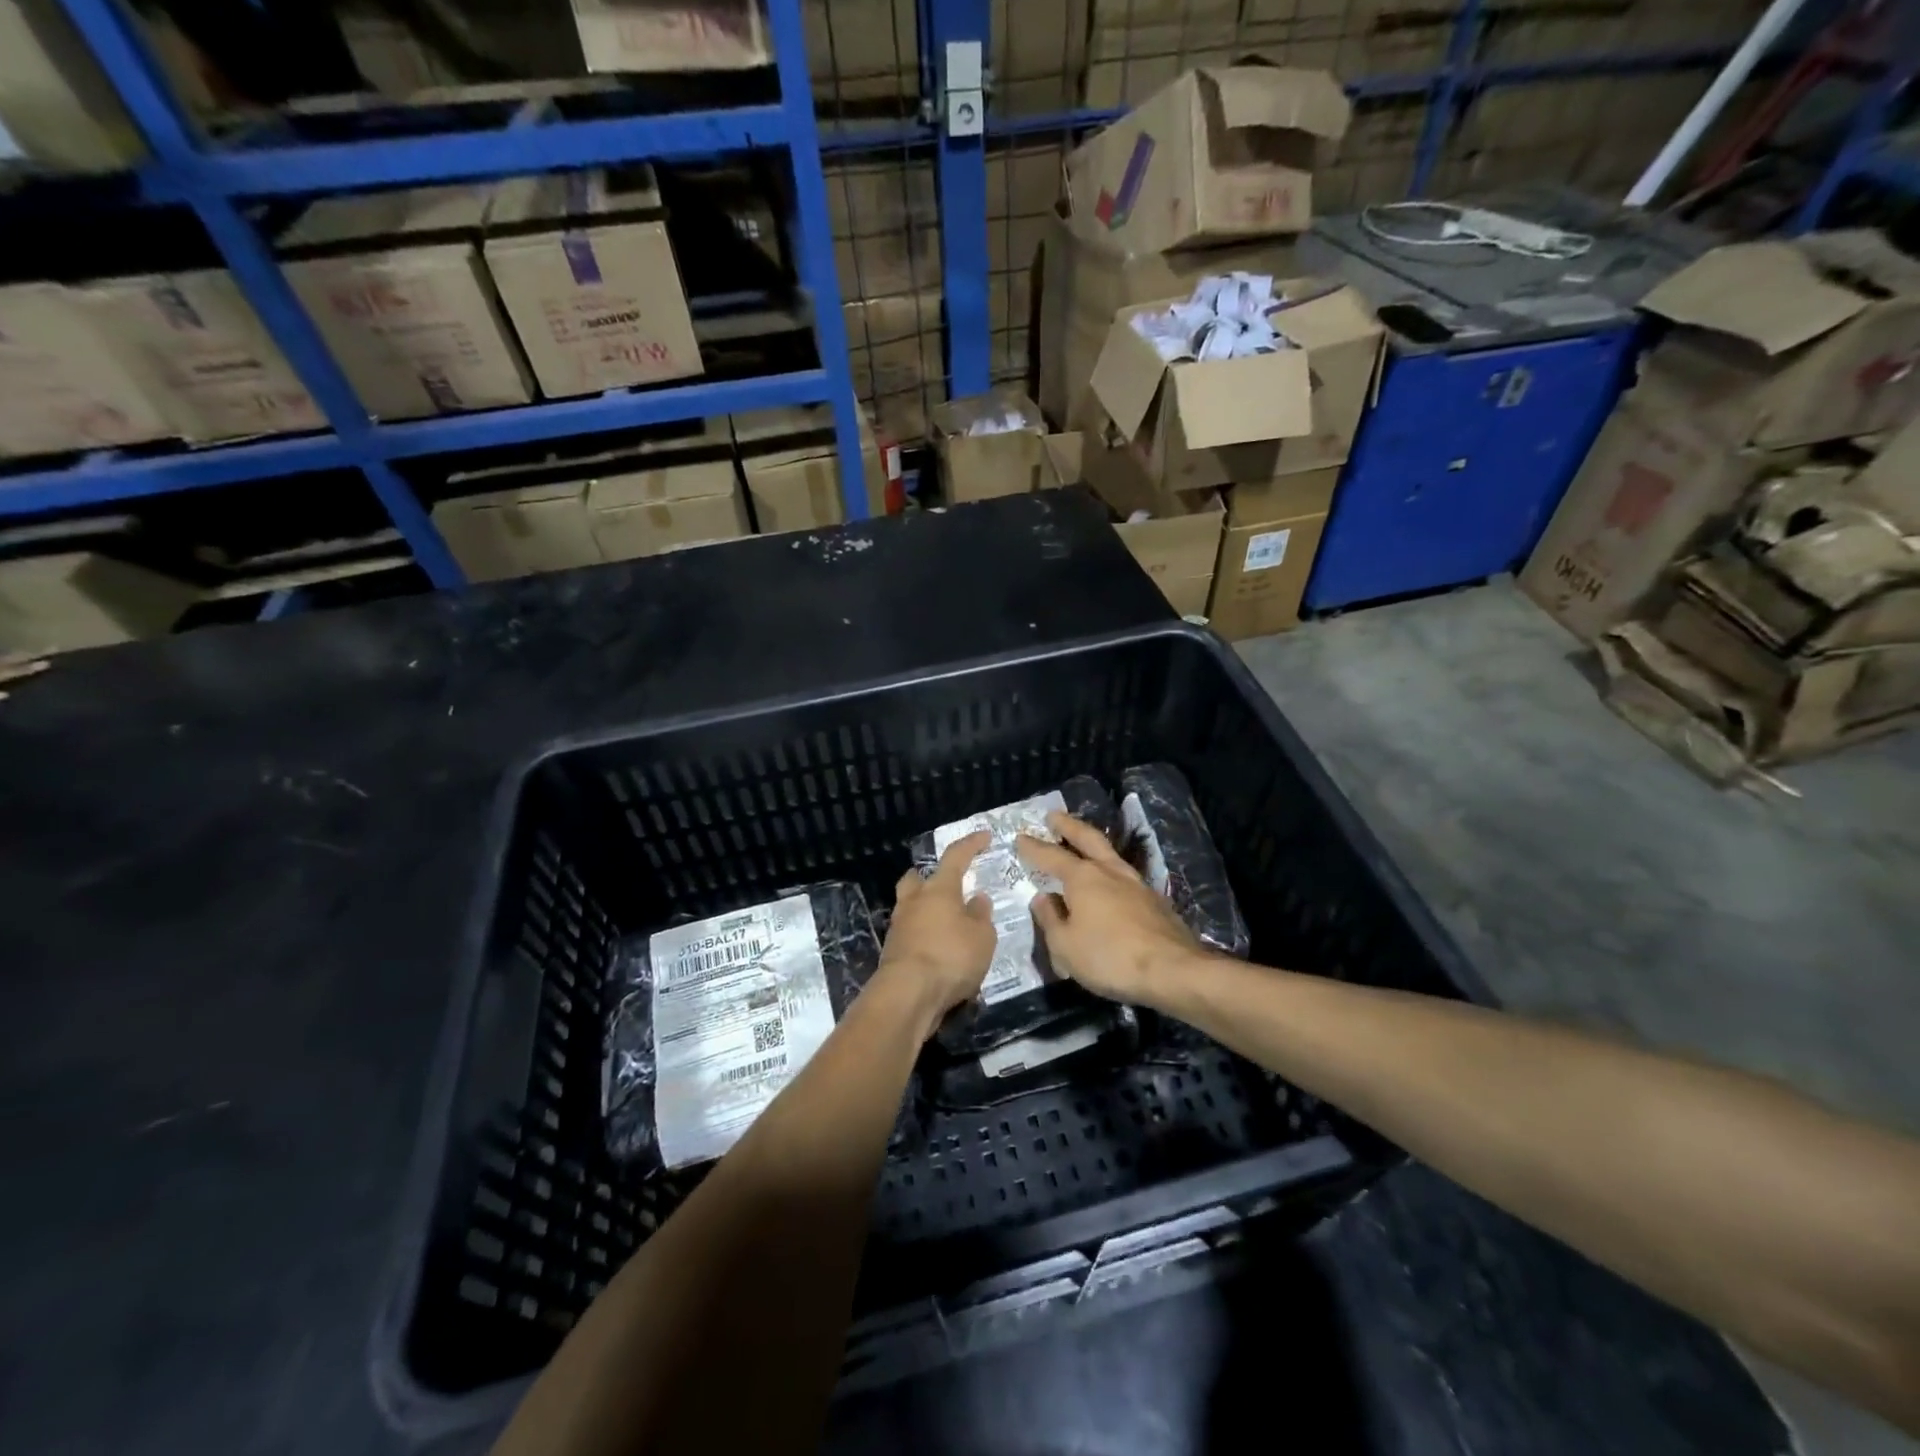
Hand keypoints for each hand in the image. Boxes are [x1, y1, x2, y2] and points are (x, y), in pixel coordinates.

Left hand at [878, 830, 995, 1036]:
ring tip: (948, 925)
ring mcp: (899, 927)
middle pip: (916, 879)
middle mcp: (914, 902)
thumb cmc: (950, 957)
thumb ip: (981, 916)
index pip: (955, 856)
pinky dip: (924, 937)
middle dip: (929, 878)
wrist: (907, 994)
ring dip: (926, 911)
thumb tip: (976, 899)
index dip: (971, 844)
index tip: (984, 836)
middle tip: (947, 886)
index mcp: (939, 889)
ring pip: (910, 907)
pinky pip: (910, 934)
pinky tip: (939, 951)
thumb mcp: (982, 937)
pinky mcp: (892, 953)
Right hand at [1017, 811, 1205, 1005]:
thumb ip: (1050, 919)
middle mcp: (1109, 871)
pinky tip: (1109, 881)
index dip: (1033, 847)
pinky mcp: (1154, 900)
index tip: (1020, 837)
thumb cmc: (1109, 957)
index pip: (1051, 856)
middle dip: (1068, 825)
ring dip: (1092, 843)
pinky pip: (1123, 875)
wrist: (1172, 970)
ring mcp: (1135, 883)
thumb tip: (1043, 898)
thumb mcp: (1065, 945)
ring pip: (1109, 853)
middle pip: (1087, 838)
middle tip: (1054, 816)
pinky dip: (1109, 869)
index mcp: (1082, 877)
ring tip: (1082, 842)